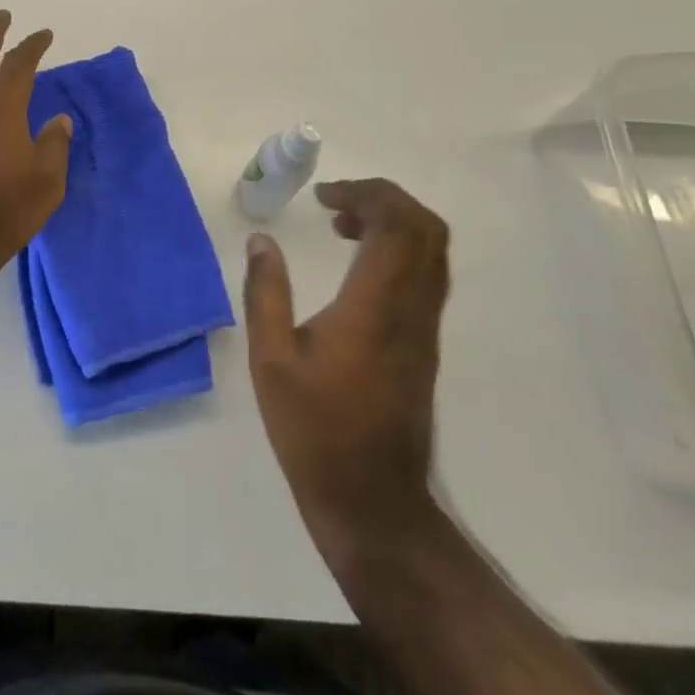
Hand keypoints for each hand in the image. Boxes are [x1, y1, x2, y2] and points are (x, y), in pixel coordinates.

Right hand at [243, 178, 450, 572]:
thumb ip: (265, 293)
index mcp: (375, 307)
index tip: (323, 197)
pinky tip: (357, 265)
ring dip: (393, 222)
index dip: (365, 193)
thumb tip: (261, 240)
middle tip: (336, 203)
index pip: (396, 224)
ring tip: (343, 226)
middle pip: (426, 228)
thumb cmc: (314, 430)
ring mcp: (425, 328)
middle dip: (384, 198)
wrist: (373, 501)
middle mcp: (411, 309)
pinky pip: (427, 275)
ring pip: (433, 251)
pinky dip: (399, 249)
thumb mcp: (271, 360)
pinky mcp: (426, 344)